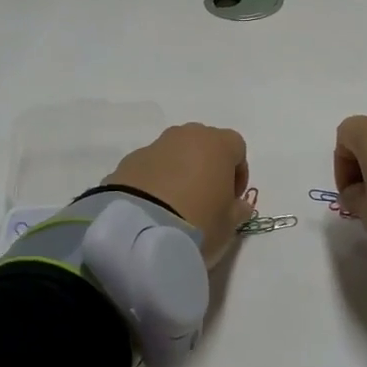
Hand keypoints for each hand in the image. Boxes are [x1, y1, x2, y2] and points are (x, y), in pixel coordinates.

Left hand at [104, 124, 253, 267]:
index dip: (238, 172)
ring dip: (179, 171)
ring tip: (175, 204)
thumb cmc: (198, 222)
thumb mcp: (229, 225)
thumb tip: (237, 204)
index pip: (236, 147)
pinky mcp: (128, 161)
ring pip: (174, 153)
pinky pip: (150, 167)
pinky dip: (154, 181)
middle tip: (205, 198)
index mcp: (217, 144)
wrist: (140, 230)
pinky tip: (152, 207)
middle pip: (204, 144)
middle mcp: (186, 136)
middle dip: (207, 166)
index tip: (232, 197)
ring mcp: (154, 146)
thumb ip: (238, 210)